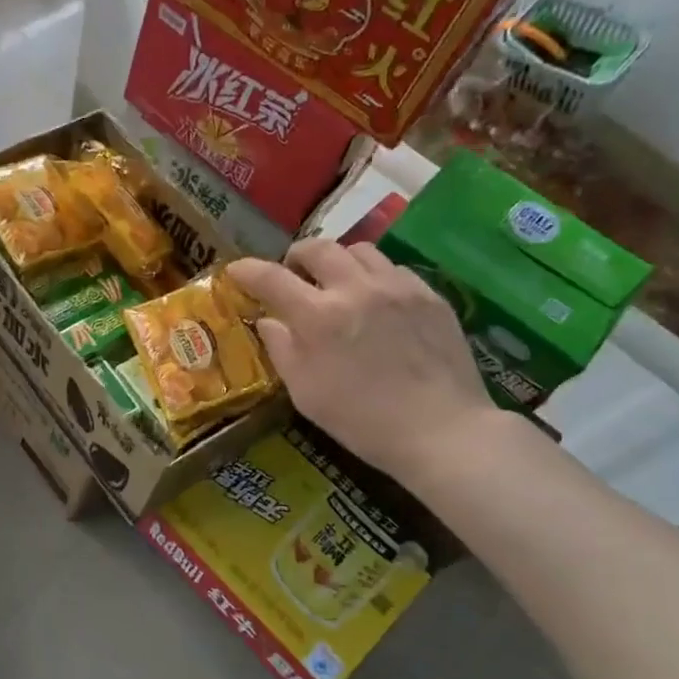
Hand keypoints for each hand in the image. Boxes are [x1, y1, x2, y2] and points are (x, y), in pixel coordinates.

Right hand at [226, 240, 500, 483]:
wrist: (442, 430)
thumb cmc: (362, 420)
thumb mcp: (305, 393)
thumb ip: (281, 349)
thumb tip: (268, 321)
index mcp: (318, 316)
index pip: (271, 277)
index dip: (247, 270)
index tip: (236, 271)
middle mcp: (356, 288)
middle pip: (318, 248)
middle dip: (296, 256)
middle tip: (292, 274)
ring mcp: (397, 287)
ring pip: (359, 250)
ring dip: (337, 261)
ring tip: (336, 282)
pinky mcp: (429, 295)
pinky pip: (393, 268)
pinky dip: (374, 276)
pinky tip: (376, 300)